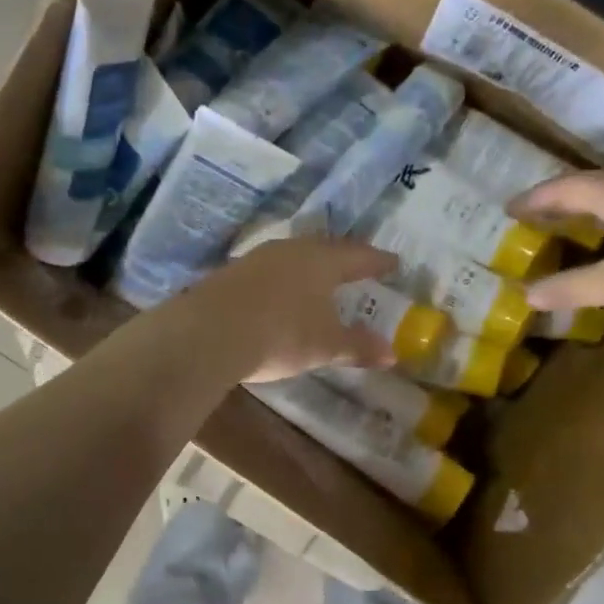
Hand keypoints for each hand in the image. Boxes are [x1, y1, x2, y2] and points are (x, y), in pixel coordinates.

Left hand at [170, 237, 397, 381]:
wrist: (210, 332)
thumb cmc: (281, 334)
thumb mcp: (324, 346)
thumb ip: (358, 346)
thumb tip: (392, 354)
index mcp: (323, 261)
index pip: (359, 256)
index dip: (378, 261)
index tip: (394, 262)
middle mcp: (292, 250)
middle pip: (325, 249)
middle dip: (343, 259)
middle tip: (356, 266)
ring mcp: (258, 258)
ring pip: (294, 256)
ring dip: (309, 267)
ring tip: (319, 278)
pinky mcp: (232, 272)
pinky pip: (269, 270)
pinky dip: (283, 280)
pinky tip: (280, 292)